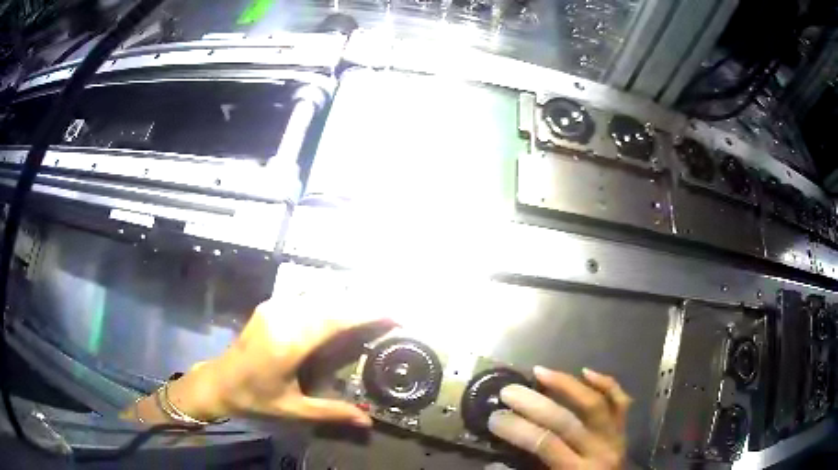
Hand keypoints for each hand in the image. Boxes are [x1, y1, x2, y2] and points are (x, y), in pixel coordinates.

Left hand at [157, 267, 391, 427]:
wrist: (218, 381)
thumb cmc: (255, 398)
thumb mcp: (293, 410)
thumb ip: (331, 413)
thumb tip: (368, 422)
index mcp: (288, 344)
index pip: (335, 320)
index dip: (366, 313)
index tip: (394, 313)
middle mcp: (282, 318)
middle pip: (331, 302)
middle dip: (363, 304)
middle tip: (392, 310)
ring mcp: (274, 308)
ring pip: (319, 296)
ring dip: (346, 300)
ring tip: (372, 309)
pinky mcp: (270, 306)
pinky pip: (305, 298)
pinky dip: (328, 301)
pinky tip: (340, 309)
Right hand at [488, 366, 631, 468]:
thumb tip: (493, 462)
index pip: (545, 443)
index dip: (518, 429)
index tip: (495, 417)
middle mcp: (599, 451)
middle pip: (566, 421)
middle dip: (534, 404)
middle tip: (509, 391)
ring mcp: (615, 436)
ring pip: (594, 403)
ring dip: (567, 385)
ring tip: (541, 372)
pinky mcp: (623, 428)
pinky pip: (619, 402)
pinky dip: (605, 384)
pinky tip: (586, 372)